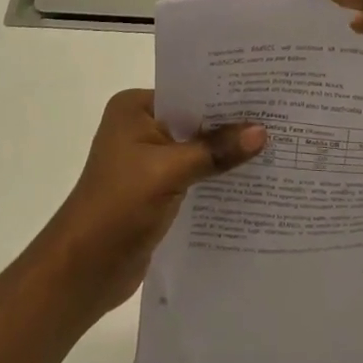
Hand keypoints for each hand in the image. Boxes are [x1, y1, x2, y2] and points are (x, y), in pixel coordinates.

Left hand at [35, 90, 264, 317]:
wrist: (82, 272)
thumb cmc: (117, 207)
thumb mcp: (169, 172)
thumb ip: (215, 150)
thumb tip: (262, 131)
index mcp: (134, 108)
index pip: (188, 90)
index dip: (225, 92)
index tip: (267, 91)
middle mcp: (140, 128)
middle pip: (195, 120)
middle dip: (232, 124)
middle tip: (280, 117)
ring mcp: (148, 161)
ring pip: (197, 149)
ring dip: (226, 153)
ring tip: (276, 147)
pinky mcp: (157, 191)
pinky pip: (195, 175)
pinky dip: (217, 177)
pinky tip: (252, 180)